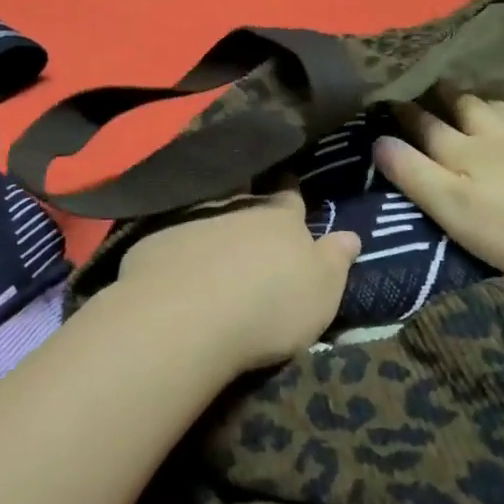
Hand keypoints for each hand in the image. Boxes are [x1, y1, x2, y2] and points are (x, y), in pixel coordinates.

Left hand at [114, 189, 359, 371]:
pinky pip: (170, 239)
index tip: (290, 186)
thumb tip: (350, 234)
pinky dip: (176, 249)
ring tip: (212, 245)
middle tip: (249, 217)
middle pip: (246, 200)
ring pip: (206, 214)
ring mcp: (190, 220)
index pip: (291, 198)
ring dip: (211, 226)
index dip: (292, 195)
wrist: (186, 316)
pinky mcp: (153, 241)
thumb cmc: (268, 306)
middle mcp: (236, 208)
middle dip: (249, 206)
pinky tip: (173, 267)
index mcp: (280, 218)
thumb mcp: (321, 291)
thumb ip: (335, 260)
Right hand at [372, 94, 503, 280]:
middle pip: (468, 109)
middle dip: (448, 97)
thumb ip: (413, 174)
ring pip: (503, 111)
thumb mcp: (450, 206)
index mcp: (462, 151)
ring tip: (478, 98)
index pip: (428, 126)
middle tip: (438, 84)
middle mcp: (495, 137)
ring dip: (485, 102)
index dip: (408, 114)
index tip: (391, 99)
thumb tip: (377, 140)